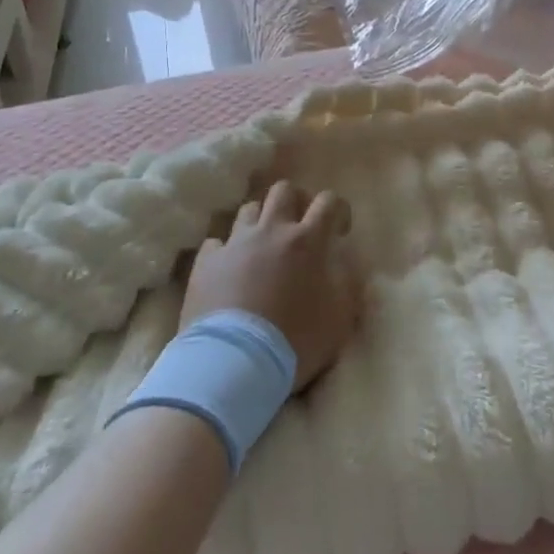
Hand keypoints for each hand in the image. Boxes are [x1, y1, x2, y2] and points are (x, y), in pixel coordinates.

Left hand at [181, 180, 359, 390]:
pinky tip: (229, 268)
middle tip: (299, 227)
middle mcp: (271, 231)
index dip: (338, 210)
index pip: (329, 201)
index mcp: (308, 241)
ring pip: (249, 209)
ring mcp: (235, 243)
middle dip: (295, 202)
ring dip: (260, 222)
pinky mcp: (206, 262)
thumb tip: (345, 265)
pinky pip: (216, 242)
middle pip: (284, 190)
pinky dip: (226, 251)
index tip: (339, 231)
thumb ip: (347, 284)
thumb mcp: (340, 318)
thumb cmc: (295, 340)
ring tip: (263, 246)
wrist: (235, 363)